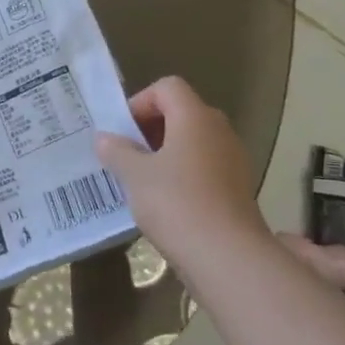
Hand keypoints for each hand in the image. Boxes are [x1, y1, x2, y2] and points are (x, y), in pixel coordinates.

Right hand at [95, 77, 263, 269]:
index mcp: (195, 117)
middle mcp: (219, 131)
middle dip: (153, 128)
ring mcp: (234, 161)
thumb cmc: (176, 203)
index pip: (167, 87)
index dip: (141, 101)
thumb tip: (104, 138)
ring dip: (168, 153)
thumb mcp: (135, 175)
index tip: (124, 131)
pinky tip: (168, 203)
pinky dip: (186, 175)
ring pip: (195, 142)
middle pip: (183, 112)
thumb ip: (117, 151)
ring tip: (144, 180)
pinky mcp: (239, 190)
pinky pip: (207, 168)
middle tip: (129, 153)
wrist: (227, 258)